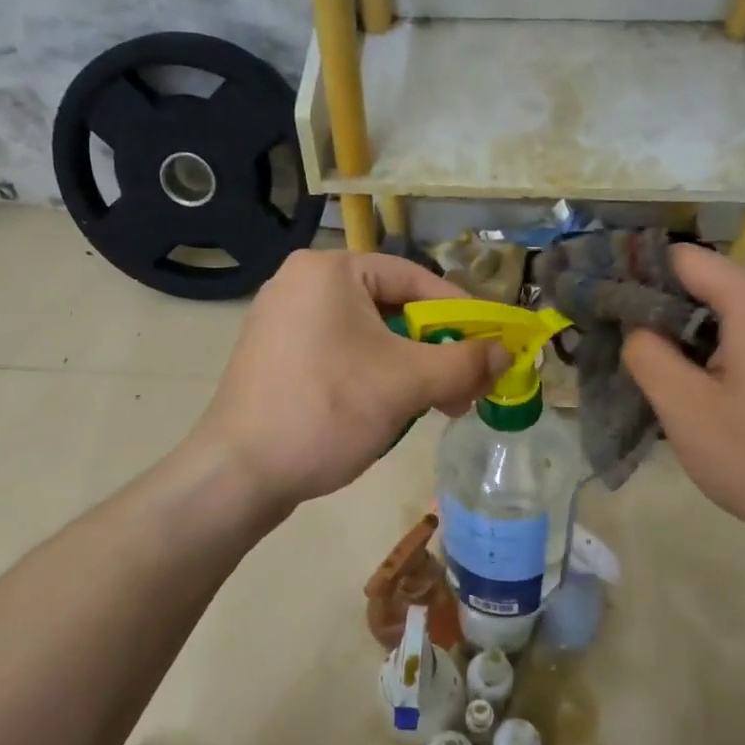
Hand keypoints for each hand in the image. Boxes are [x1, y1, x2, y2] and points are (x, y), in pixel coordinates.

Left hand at [191, 249, 507, 512]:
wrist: (238, 474)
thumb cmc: (326, 411)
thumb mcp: (406, 384)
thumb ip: (464, 361)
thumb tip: (506, 352)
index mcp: (329, 271)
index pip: (414, 277)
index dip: (461, 311)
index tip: (492, 343)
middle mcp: (301, 283)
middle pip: (392, 307)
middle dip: (435, 350)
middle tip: (467, 387)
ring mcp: (282, 321)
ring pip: (368, 336)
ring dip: (409, 369)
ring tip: (437, 407)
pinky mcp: (275, 356)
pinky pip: (340, 354)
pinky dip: (374, 376)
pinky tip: (391, 410)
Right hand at [621, 244, 744, 558]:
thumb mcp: (685, 410)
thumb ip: (646, 354)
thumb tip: (637, 326)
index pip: (685, 259)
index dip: (642, 281)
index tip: (615, 317)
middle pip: (717, 283)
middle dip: (676, 316)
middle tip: (650, 364)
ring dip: (710, 337)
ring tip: (690, 387)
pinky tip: (736, 397)